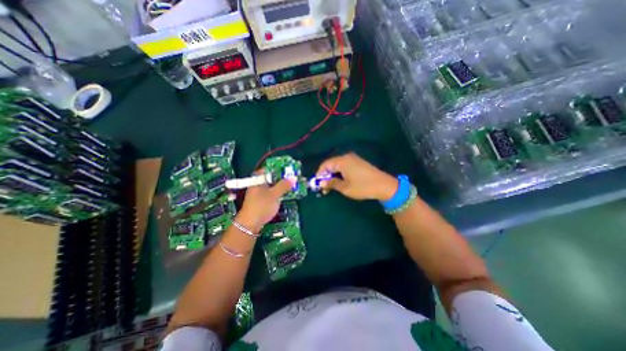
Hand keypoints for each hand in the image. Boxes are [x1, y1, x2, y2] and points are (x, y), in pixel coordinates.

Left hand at [237, 170, 293, 232]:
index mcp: (258, 179)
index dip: (280, 167)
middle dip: (284, 177)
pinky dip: (280, 191)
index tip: (290, 168)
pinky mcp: (263, 200)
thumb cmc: (261, 206)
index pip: (269, 168)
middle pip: (272, 177)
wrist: (250, 224)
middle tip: (295, 176)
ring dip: (283, 185)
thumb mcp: (274, 195)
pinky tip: (287, 193)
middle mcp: (258, 183)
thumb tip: (294, 177)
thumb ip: (284, 185)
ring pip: (273, 185)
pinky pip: (273, 192)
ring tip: (294, 184)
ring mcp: (260, 192)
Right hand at [315, 152, 397, 200]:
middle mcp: (347, 157)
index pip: (325, 165)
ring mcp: (354, 159)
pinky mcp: (358, 163)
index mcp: (342, 161)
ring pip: (338, 166)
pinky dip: (340, 174)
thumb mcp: (345, 187)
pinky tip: (341, 182)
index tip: (317, 184)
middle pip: (331, 164)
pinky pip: (345, 167)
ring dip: (333, 176)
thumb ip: (331, 183)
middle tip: (324, 187)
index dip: (319, 174)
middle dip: (326, 176)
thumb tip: (321, 183)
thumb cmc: (362, 187)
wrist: (384, 185)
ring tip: (332, 186)